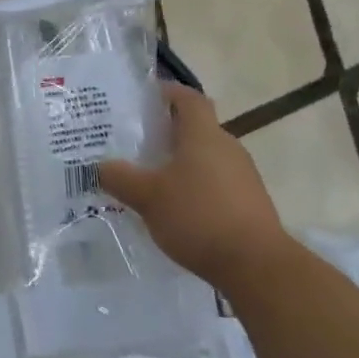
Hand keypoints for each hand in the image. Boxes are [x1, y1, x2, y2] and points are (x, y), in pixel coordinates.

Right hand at [98, 82, 292, 285]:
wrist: (257, 265)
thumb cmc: (199, 216)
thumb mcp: (148, 197)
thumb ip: (120, 178)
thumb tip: (101, 166)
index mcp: (203, 135)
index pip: (188, 98)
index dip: (167, 92)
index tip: (144, 97)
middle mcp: (227, 147)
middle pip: (196, 128)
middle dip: (167, 132)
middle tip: (136, 143)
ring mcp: (243, 175)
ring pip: (206, 157)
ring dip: (181, 162)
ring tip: (151, 179)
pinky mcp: (249, 202)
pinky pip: (217, 183)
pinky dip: (196, 187)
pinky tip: (177, 209)